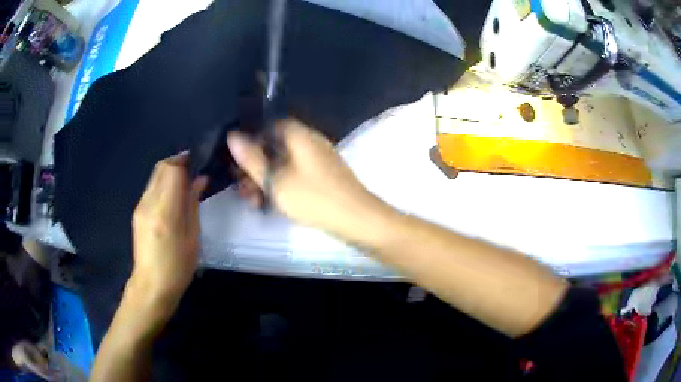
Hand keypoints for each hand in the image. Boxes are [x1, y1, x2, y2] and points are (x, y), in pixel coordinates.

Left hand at [131, 153, 206, 305]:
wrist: (151, 286)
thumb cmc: (178, 267)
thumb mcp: (193, 237)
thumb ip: (193, 204)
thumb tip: (199, 180)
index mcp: (165, 211)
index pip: (172, 170)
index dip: (185, 161)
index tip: (198, 161)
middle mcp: (149, 203)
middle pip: (161, 167)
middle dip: (177, 163)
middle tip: (193, 170)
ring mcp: (140, 207)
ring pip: (155, 175)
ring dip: (170, 173)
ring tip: (184, 183)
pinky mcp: (137, 212)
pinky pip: (151, 188)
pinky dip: (162, 184)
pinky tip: (172, 197)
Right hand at [228, 119, 391, 243]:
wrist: (357, 219)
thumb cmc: (314, 198)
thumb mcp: (276, 180)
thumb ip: (252, 159)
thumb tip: (233, 136)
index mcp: (299, 135)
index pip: (269, 126)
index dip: (251, 141)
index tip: (239, 162)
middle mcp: (309, 142)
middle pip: (274, 146)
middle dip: (255, 166)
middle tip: (243, 188)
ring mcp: (318, 159)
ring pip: (284, 163)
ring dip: (266, 179)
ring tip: (254, 201)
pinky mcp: (323, 176)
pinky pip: (296, 174)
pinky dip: (282, 184)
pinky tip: (272, 203)